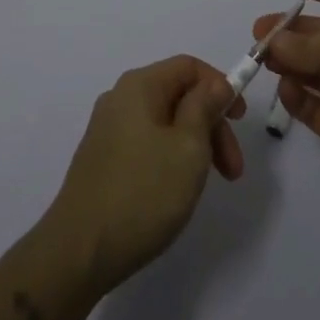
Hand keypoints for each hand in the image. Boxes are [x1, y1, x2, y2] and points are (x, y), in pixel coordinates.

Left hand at [41, 55, 245, 297]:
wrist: (78, 252)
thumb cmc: (143, 193)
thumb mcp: (189, 147)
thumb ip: (205, 107)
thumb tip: (215, 84)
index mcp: (139, 86)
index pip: (189, 67)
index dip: (220, 86)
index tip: (241, 121)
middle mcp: (120, 99)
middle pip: (178, 96)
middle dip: (211, 125)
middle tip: (232, 170)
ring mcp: (107, 130)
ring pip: (164, 123)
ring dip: (194, 145)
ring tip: (206, 185)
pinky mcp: (102, 160)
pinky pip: (146, 144)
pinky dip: (170, 158)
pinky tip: (175, 192)